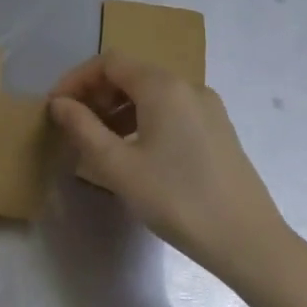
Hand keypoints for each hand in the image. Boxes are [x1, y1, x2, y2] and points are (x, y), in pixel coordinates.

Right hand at [50, 54, 304, 300]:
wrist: (251, 244)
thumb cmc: (178, 200)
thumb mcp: (118, 166)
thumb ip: (83, 128)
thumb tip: (59, 104)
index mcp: (163, 86)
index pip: (109, 62)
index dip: (76, 79)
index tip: (56, 107)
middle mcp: (187, 86)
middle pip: (131, 73)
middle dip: (96, 93)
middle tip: (73, 125)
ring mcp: (207, 108)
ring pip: (151, 93)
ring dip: (118, 108)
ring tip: (98, 141)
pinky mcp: (218, 130)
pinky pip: (170, 110)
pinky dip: (142, 119)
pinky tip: (134, 152)